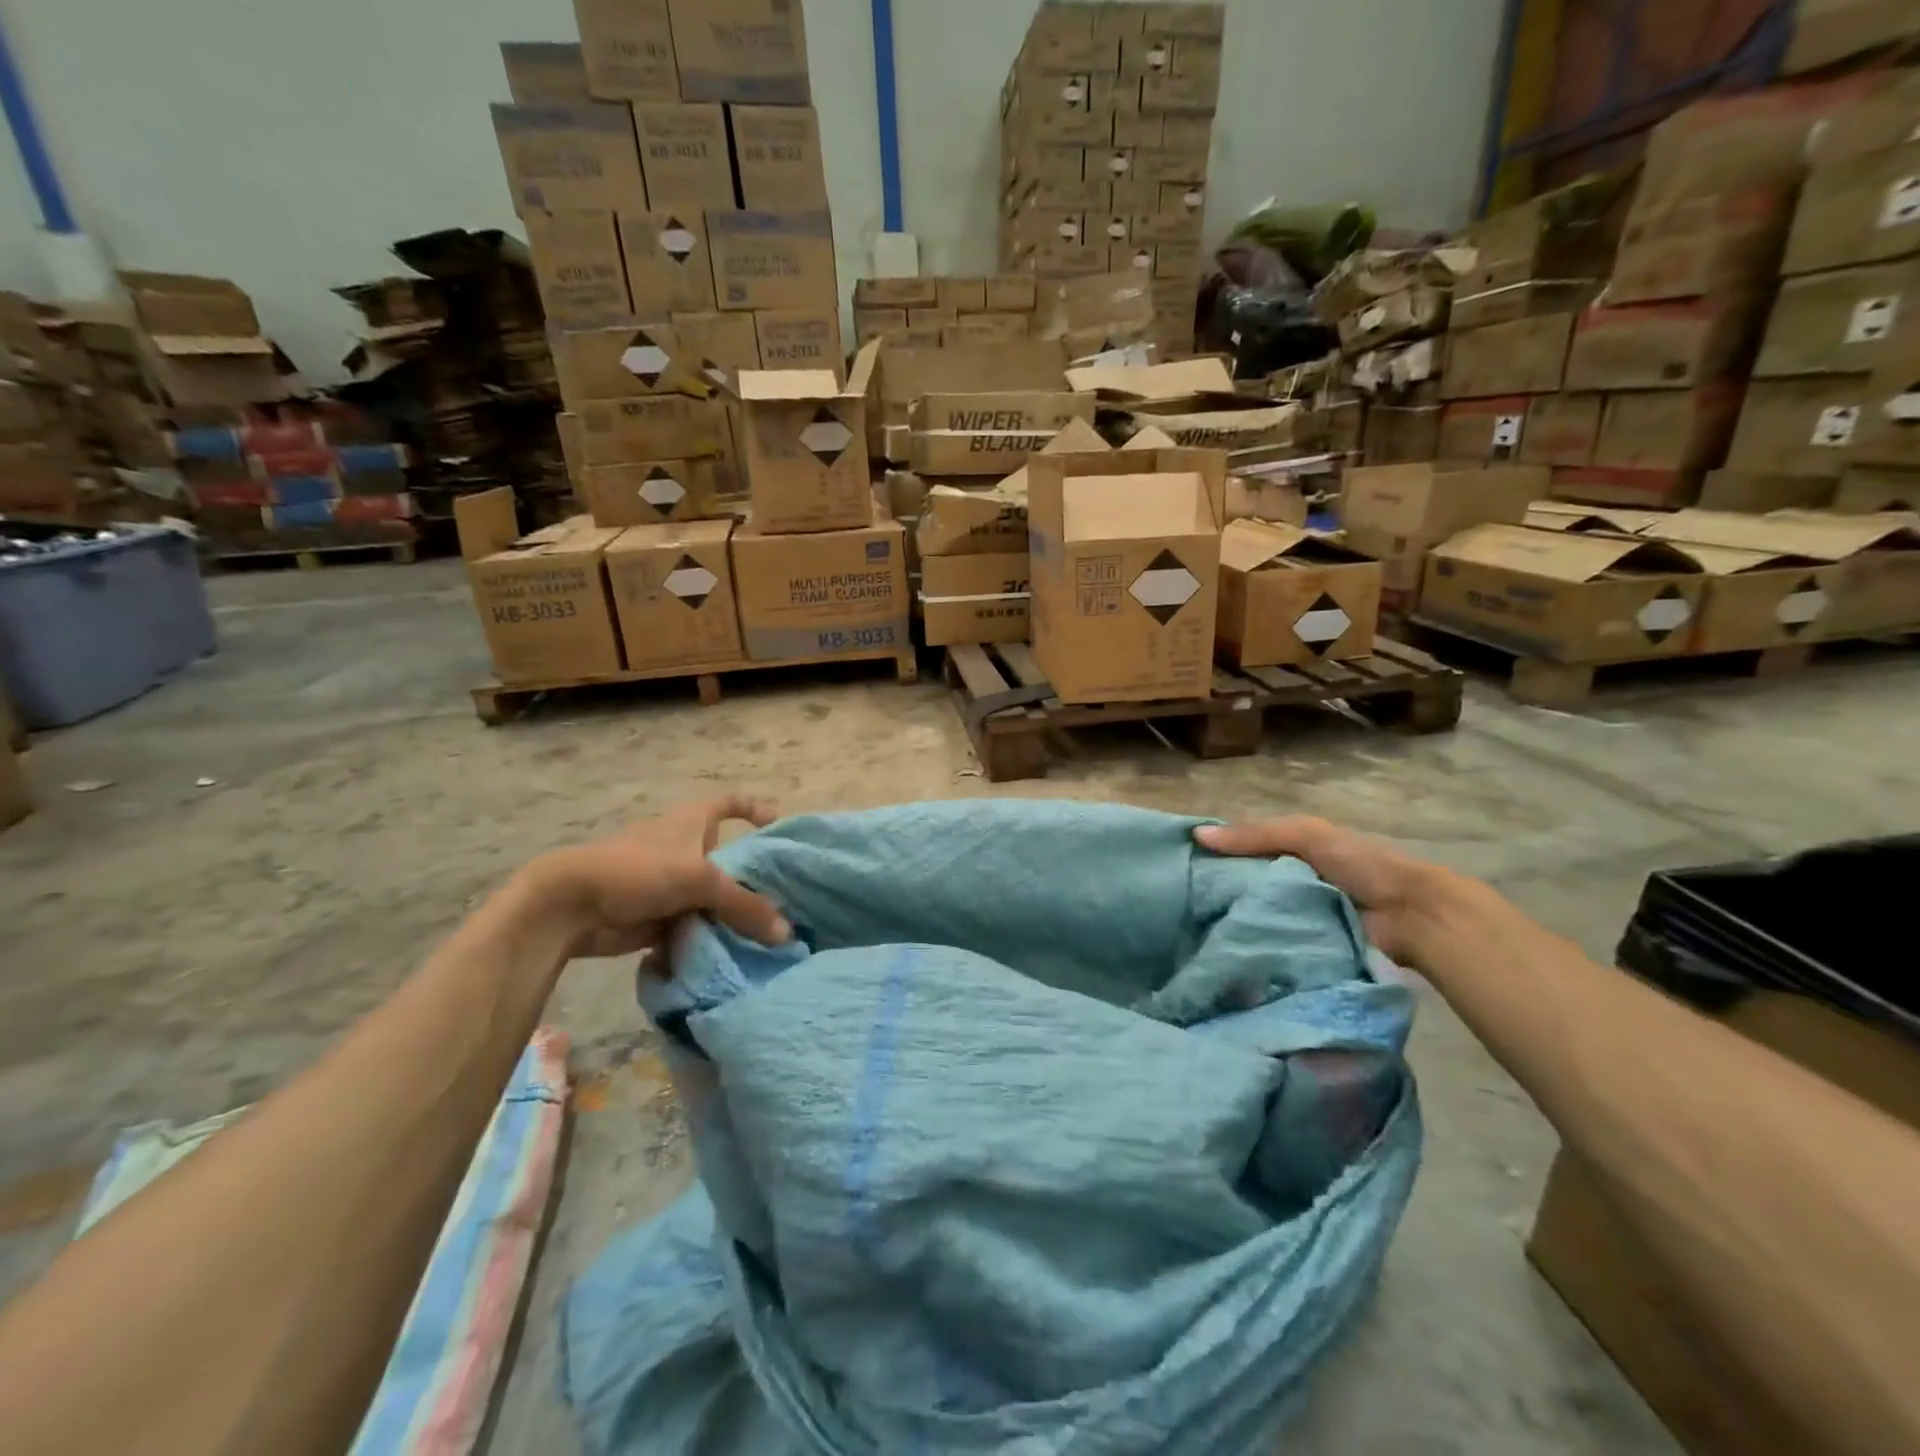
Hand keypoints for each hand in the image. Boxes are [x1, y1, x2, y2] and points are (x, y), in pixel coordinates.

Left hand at [524, 796, 791, 958]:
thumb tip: (787, 933)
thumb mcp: (701, 881)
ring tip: (767, 933)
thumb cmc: (638, 871)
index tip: (780, 825)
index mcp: (691, 821)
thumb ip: (745, 906)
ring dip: (732, 915)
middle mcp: (683, 849)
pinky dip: (708, 937)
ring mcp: (668, 884)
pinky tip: (733, 953)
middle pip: (727, 859)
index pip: (729, 803)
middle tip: (786, 898)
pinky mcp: (656, 917)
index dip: (754, 808)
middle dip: (752, 878)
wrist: (570, 907)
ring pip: (711, 898)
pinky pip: (693, 926)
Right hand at [1194, 816, 1445, 965]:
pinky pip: (1273, 948)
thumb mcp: (1306, 836)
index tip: (1178, 871)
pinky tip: (1224, 955)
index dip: (1213, 859)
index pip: (1241, 855)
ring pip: (1255, 920)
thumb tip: (1196, 837)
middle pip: (1244, 890)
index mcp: (1290, 855)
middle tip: (1179, 910)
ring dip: (1234, 927)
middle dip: (1218, 897)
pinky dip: (1255, 950)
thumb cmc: (1360, 864)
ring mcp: (1298, 921)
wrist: (1413, 915)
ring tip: (1193, 936)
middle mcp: (1289, 887)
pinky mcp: (1306, 951)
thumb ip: (1255, 835)